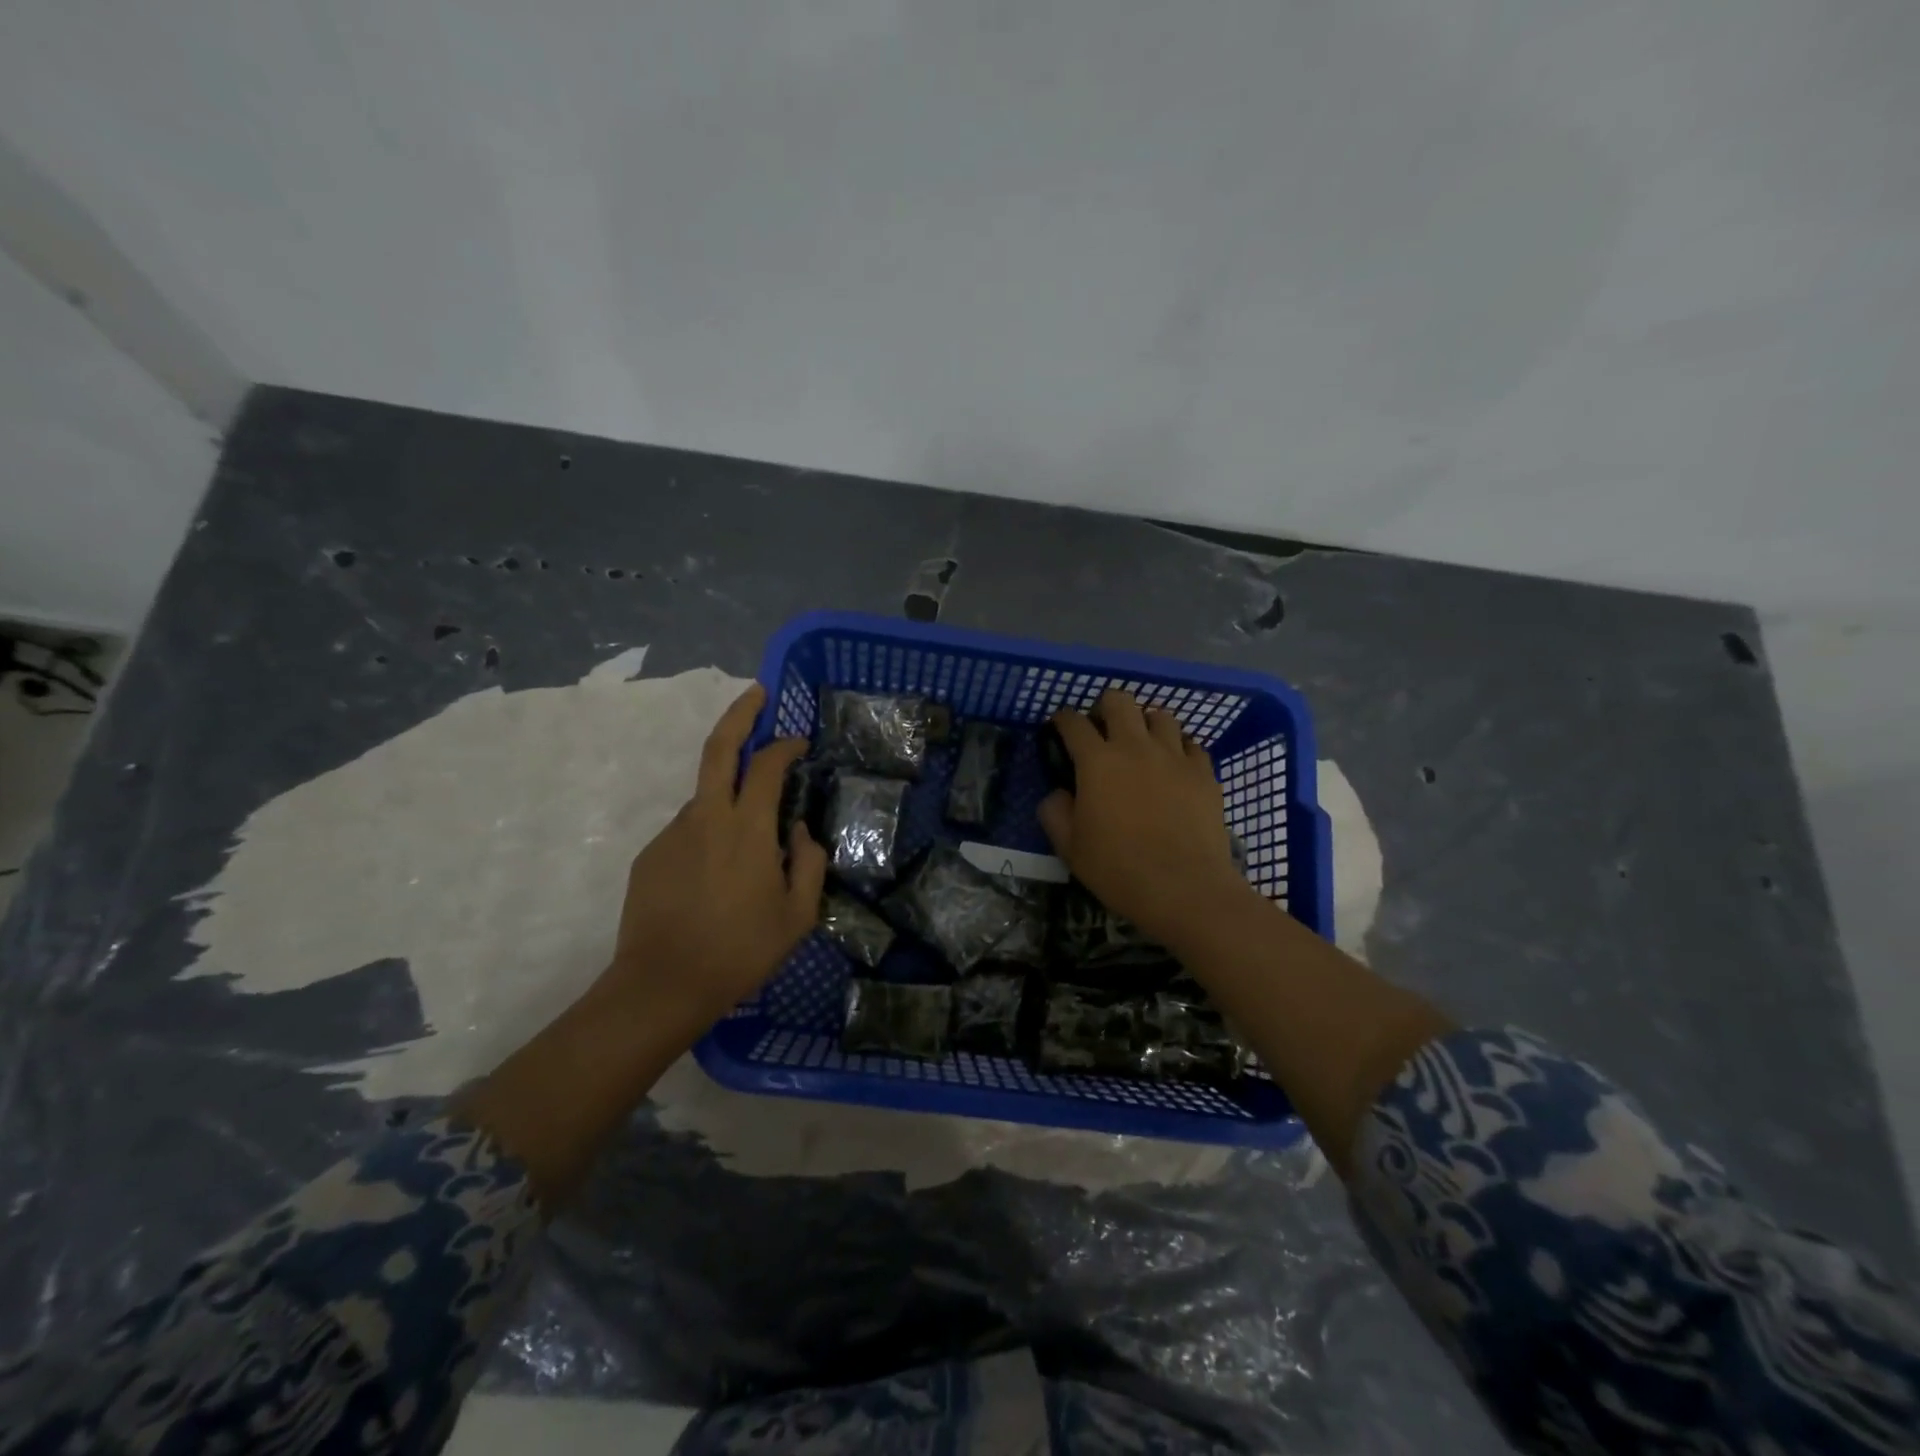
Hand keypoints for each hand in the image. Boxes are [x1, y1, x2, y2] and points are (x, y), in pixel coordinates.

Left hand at [601, 683, 827, 1034]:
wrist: (662, 986)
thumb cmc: (740, 952)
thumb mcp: (797, 915)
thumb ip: (808, 863)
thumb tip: (800, 830)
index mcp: (747, 829)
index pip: (768, 765)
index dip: (785, 744)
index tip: (798, 741)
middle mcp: (706, 818)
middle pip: (719, 748)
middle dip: (740, 713)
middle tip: (757, 693)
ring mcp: (673, 834)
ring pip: (706, 797)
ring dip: (729, 798)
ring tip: (747, 847)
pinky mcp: (650, 855)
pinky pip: (689, 831)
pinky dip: (709, 835)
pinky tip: (716, 877)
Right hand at [1037, 688, 1250, 946]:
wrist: (1185, 888)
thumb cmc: (1119, 869)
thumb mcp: (1070, 848)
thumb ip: (1055, 813)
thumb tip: (1058, 793)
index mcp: (1097, 762)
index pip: (1074, 723)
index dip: (1062, 719)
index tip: (1059, 726)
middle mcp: (1135, 747)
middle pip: (1119, 701)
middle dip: (1105, 706)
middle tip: (1101, 728)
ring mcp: (1174, 756)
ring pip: (1160, 715)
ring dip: (1145, 723)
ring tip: (1141, 743)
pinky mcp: (1204, 772)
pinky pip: (1191, 744)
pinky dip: (1178, 748)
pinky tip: (1174, 765)